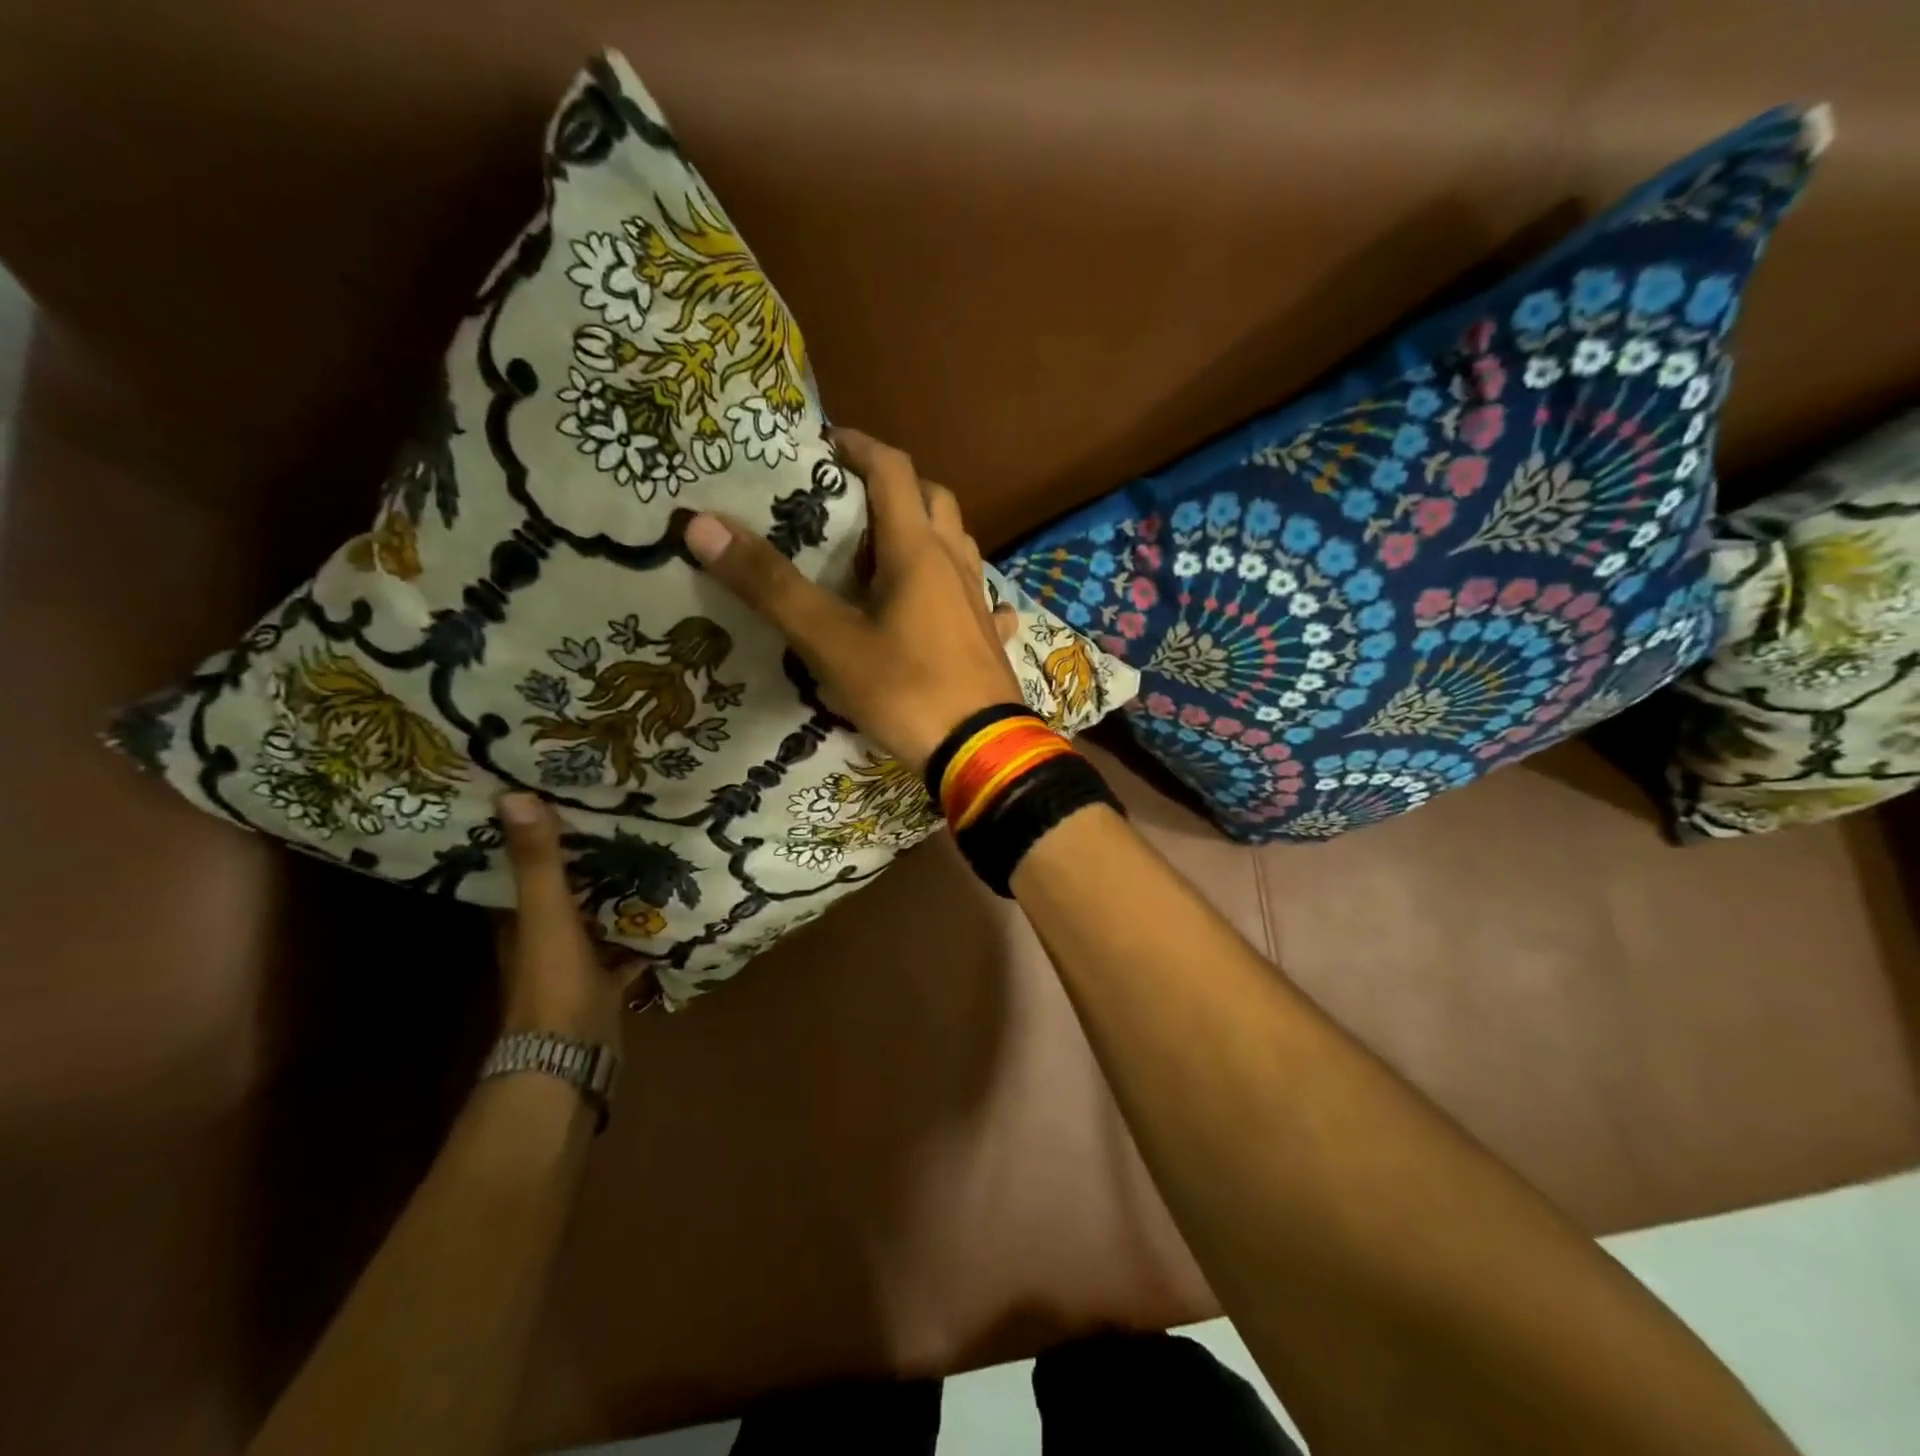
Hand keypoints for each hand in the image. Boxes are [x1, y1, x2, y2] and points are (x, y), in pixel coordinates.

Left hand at [495, 793, 626, 1049]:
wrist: (571, 1057)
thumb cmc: (553, 982)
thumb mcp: (547, 915)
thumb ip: (538, 863)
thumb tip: (513, 796)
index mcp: (520, 920)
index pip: (522, 868)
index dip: (536, 836)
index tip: (559, 799)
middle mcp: (543, 937)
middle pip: (564, 891)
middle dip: (585, 860)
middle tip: (619, 817)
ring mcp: (575, 962)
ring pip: (595, 917)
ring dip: (616, 894)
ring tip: (651, 853)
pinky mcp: (604, 982)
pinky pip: (625, 948)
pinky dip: (643, 933)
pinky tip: (671, 911)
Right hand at [685, 427, 1023, 772]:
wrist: (982, 753)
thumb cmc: (906, 691)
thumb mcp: (830, 642)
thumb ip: (770, 586)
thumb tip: (701, 524)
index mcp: (918, 551)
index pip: (892, 470)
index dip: (859, 446)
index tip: (824, 443)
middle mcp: (955, 564)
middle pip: (932, 499)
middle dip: (894, 486)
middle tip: (852, 501)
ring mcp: (979, 602)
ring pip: (957, 544)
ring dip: (925, 532)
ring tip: (885, 553)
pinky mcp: (990, 638)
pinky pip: (977, 596)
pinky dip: (957, 587)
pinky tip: (946, 607)